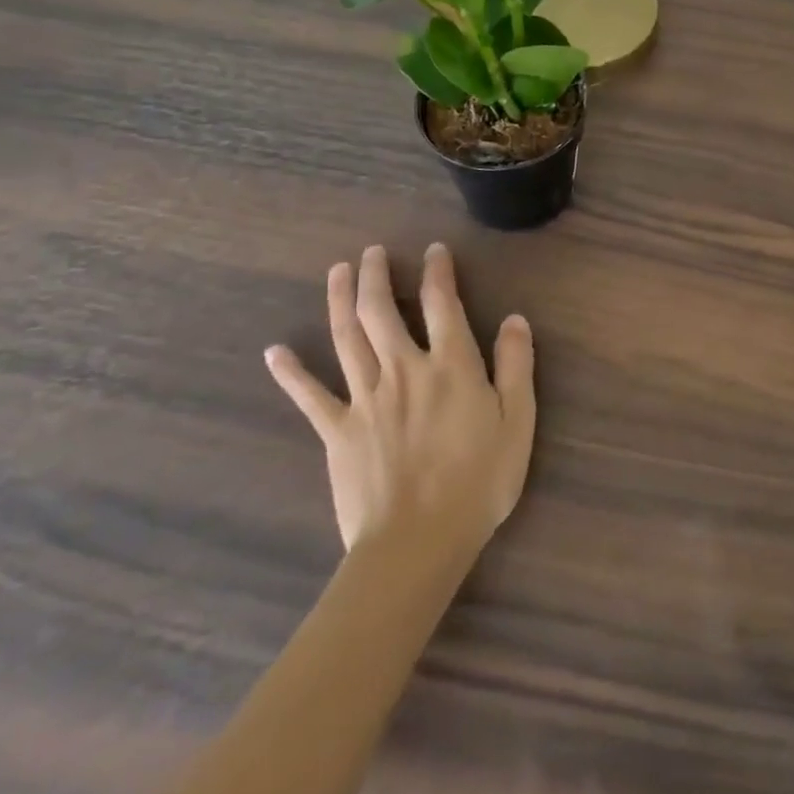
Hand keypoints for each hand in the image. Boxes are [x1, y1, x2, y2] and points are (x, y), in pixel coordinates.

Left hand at [266, 244, 534, 558]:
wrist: (417, 543)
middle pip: (382, 311)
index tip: (434, 250)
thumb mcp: (518, 420)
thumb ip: (516, 365)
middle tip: (372, 252)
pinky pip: (309, 396)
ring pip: (346, 338)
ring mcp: (365, 399)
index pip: (442, 304)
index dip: (438, 272)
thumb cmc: (478, 481)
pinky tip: (275, 352)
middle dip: (376, 276)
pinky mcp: (337, 431)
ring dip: (339, 300)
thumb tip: (514, 318)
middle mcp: (404, 369)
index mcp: (450, 365)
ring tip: (337, 272)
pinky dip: (291, 372)